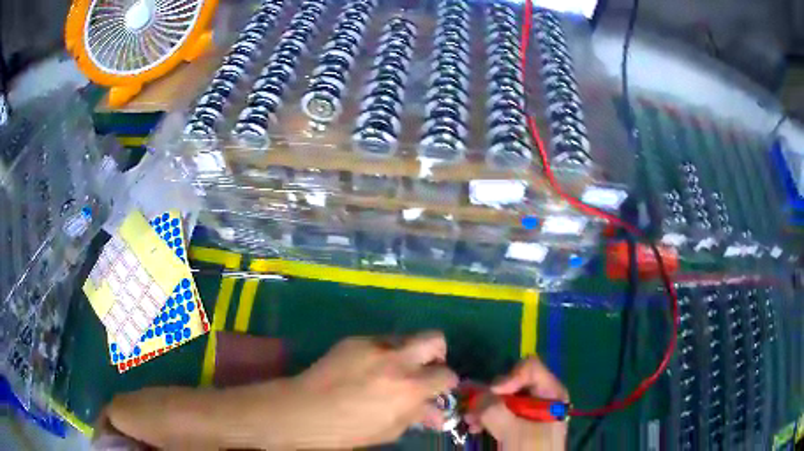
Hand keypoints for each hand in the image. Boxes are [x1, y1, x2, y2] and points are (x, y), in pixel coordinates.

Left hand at [271, 332, 457, 448]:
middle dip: (437, 353)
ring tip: (392, 371)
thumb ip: (417, 416)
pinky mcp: (354, 340)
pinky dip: (382, 354)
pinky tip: (366, 370)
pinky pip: (379, 341)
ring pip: (405, 338)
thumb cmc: (349, 429)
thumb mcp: (389, 429)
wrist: (305, 410)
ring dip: (408, 353)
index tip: (439, 390)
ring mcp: (374, 346)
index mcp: (409, 387)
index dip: (447, 384)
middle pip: (434, 339)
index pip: (446, 374)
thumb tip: (438, 414)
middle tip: (426, 369)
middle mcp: (396, 360)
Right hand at [465, 357, 568, 450]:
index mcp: (551, 393)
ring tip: (469, 422)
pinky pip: (500, 412)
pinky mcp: (519, 424)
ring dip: (483, 408)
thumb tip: (473, 394)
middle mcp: (542, 397)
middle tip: (471, 410)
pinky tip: (475, 427)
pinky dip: (486, 417)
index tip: (491, 395)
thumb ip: (494, 410)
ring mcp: (530, 411)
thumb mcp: (513, 432)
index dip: (508, 378)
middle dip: (489, 396)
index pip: (529, 368)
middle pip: (513, 383)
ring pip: (503, 398)